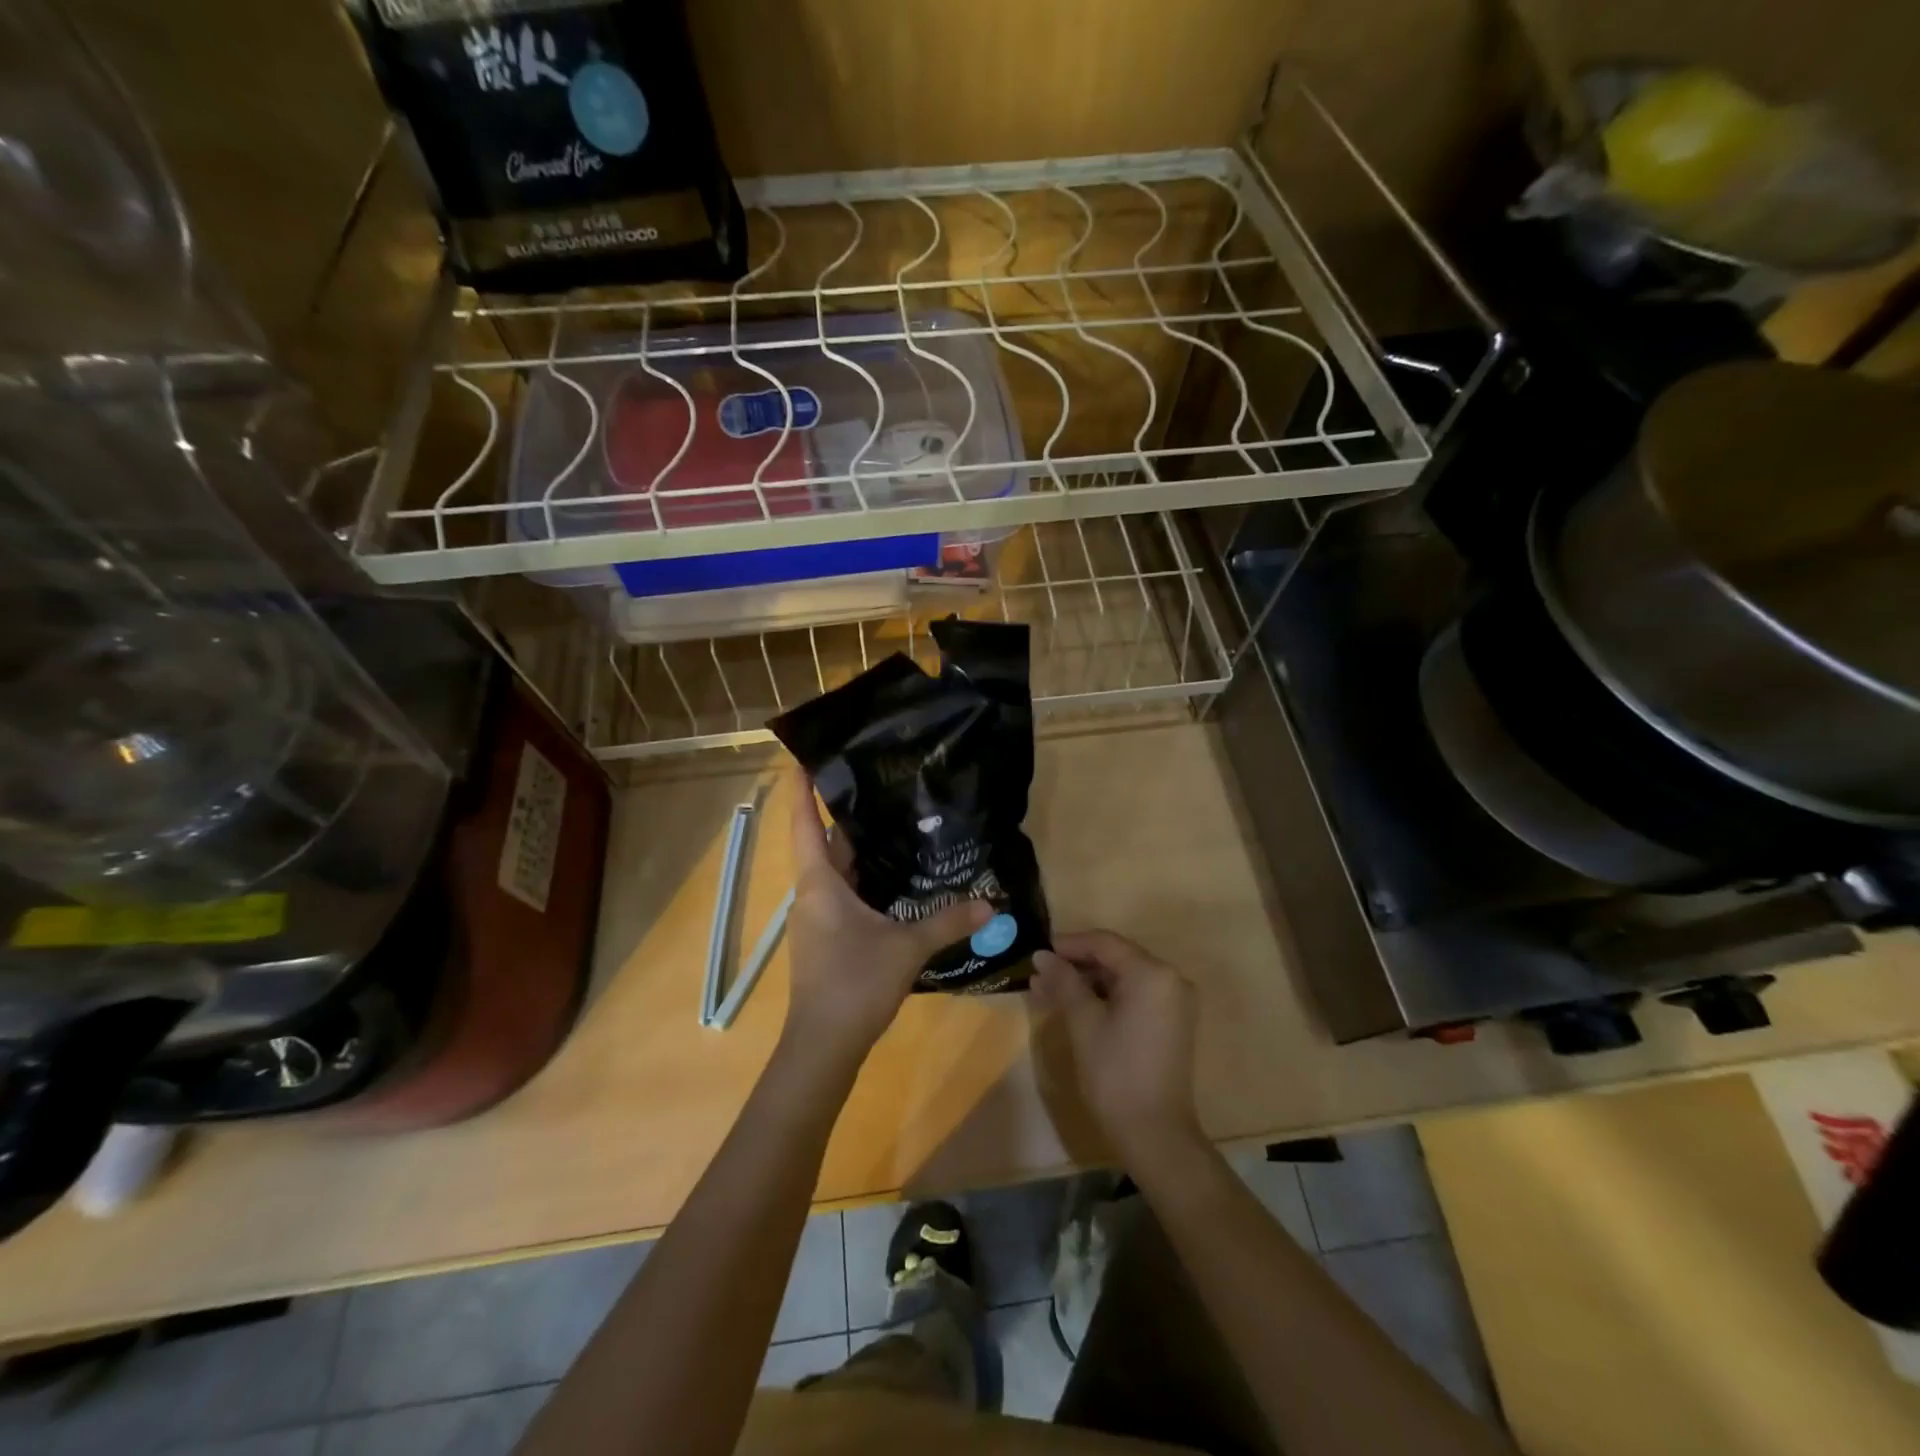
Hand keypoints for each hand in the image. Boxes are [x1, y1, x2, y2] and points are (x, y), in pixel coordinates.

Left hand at [783, 768, 990, 1066]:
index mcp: (820, 883)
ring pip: (837, 871)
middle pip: (825, 843)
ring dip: (858, 848)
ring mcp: (817, 917)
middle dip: (846, 814)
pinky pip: (844, 894)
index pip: (804, 823)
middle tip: (878, 782)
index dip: (802, 789)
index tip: (804, 756)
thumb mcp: (906, 948)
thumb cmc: (854, 984)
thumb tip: (991, 902)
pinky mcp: (828, 937)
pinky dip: (864, 878)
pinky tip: (895, 878)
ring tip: (893, 821)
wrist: (823, 1046)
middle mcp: (813, 893)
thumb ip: (947, 921)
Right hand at [1032, 930, 1203, 1167]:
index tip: (1038, 952)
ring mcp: (1174, 1002)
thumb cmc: (1115, 1073)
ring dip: (1087, 982)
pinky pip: (1134, 996)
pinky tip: (1075, 1005)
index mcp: (1152, 973)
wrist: (1155, 1134)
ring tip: (1049, 990)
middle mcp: (1170, 979)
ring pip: (1123, 978)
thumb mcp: (1084, 1022)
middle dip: (1076, 965)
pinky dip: (1105, 997)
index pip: (1105, 943)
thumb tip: (1042, 956)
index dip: (1069, 944)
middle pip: (1115, 958)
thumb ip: (1063, 982)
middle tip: (1040, 973)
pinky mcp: (1171, 1023)